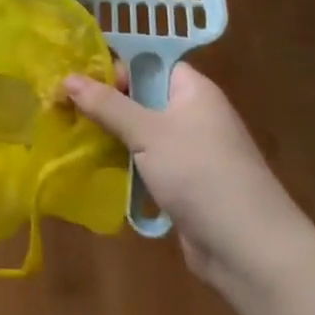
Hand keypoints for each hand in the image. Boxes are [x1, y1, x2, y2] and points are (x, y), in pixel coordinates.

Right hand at [64, 63, 314, 296]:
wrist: (251, 252)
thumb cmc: (201, 174)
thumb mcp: (148, 133)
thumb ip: (106, 104)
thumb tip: (67, 78)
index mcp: (192, 90)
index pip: (148, 63)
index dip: (114, 67)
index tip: (77, 79)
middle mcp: (192, 115)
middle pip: (140, 97)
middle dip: (105, 104)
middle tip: (62, 107)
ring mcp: (189, 152)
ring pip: (140, 133)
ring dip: (110, 137)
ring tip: (69, 136)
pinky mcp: (183, 185)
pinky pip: (146, 163)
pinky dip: (123, 165)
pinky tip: (93, 168)